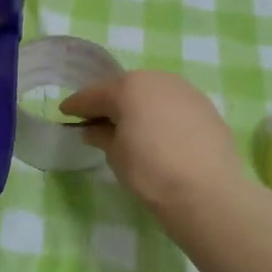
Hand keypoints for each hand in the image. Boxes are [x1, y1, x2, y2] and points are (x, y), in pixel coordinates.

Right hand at [60, 70, 247, 214]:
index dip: (76, 105)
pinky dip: (162, 115)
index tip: (64, 112)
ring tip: (131, 127)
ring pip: (153, 94)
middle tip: (97, 120)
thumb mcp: (116, 155)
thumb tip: (93, 129)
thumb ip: (102, 136)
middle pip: (125, 88)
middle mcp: (157, 80)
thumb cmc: (150, 171)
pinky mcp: (207, 107)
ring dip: (139, 106)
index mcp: (128, 87)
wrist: (207, 191)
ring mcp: (186, 91)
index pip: (93, 95)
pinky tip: (161, 134)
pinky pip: (174, 106)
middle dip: (110, 102)